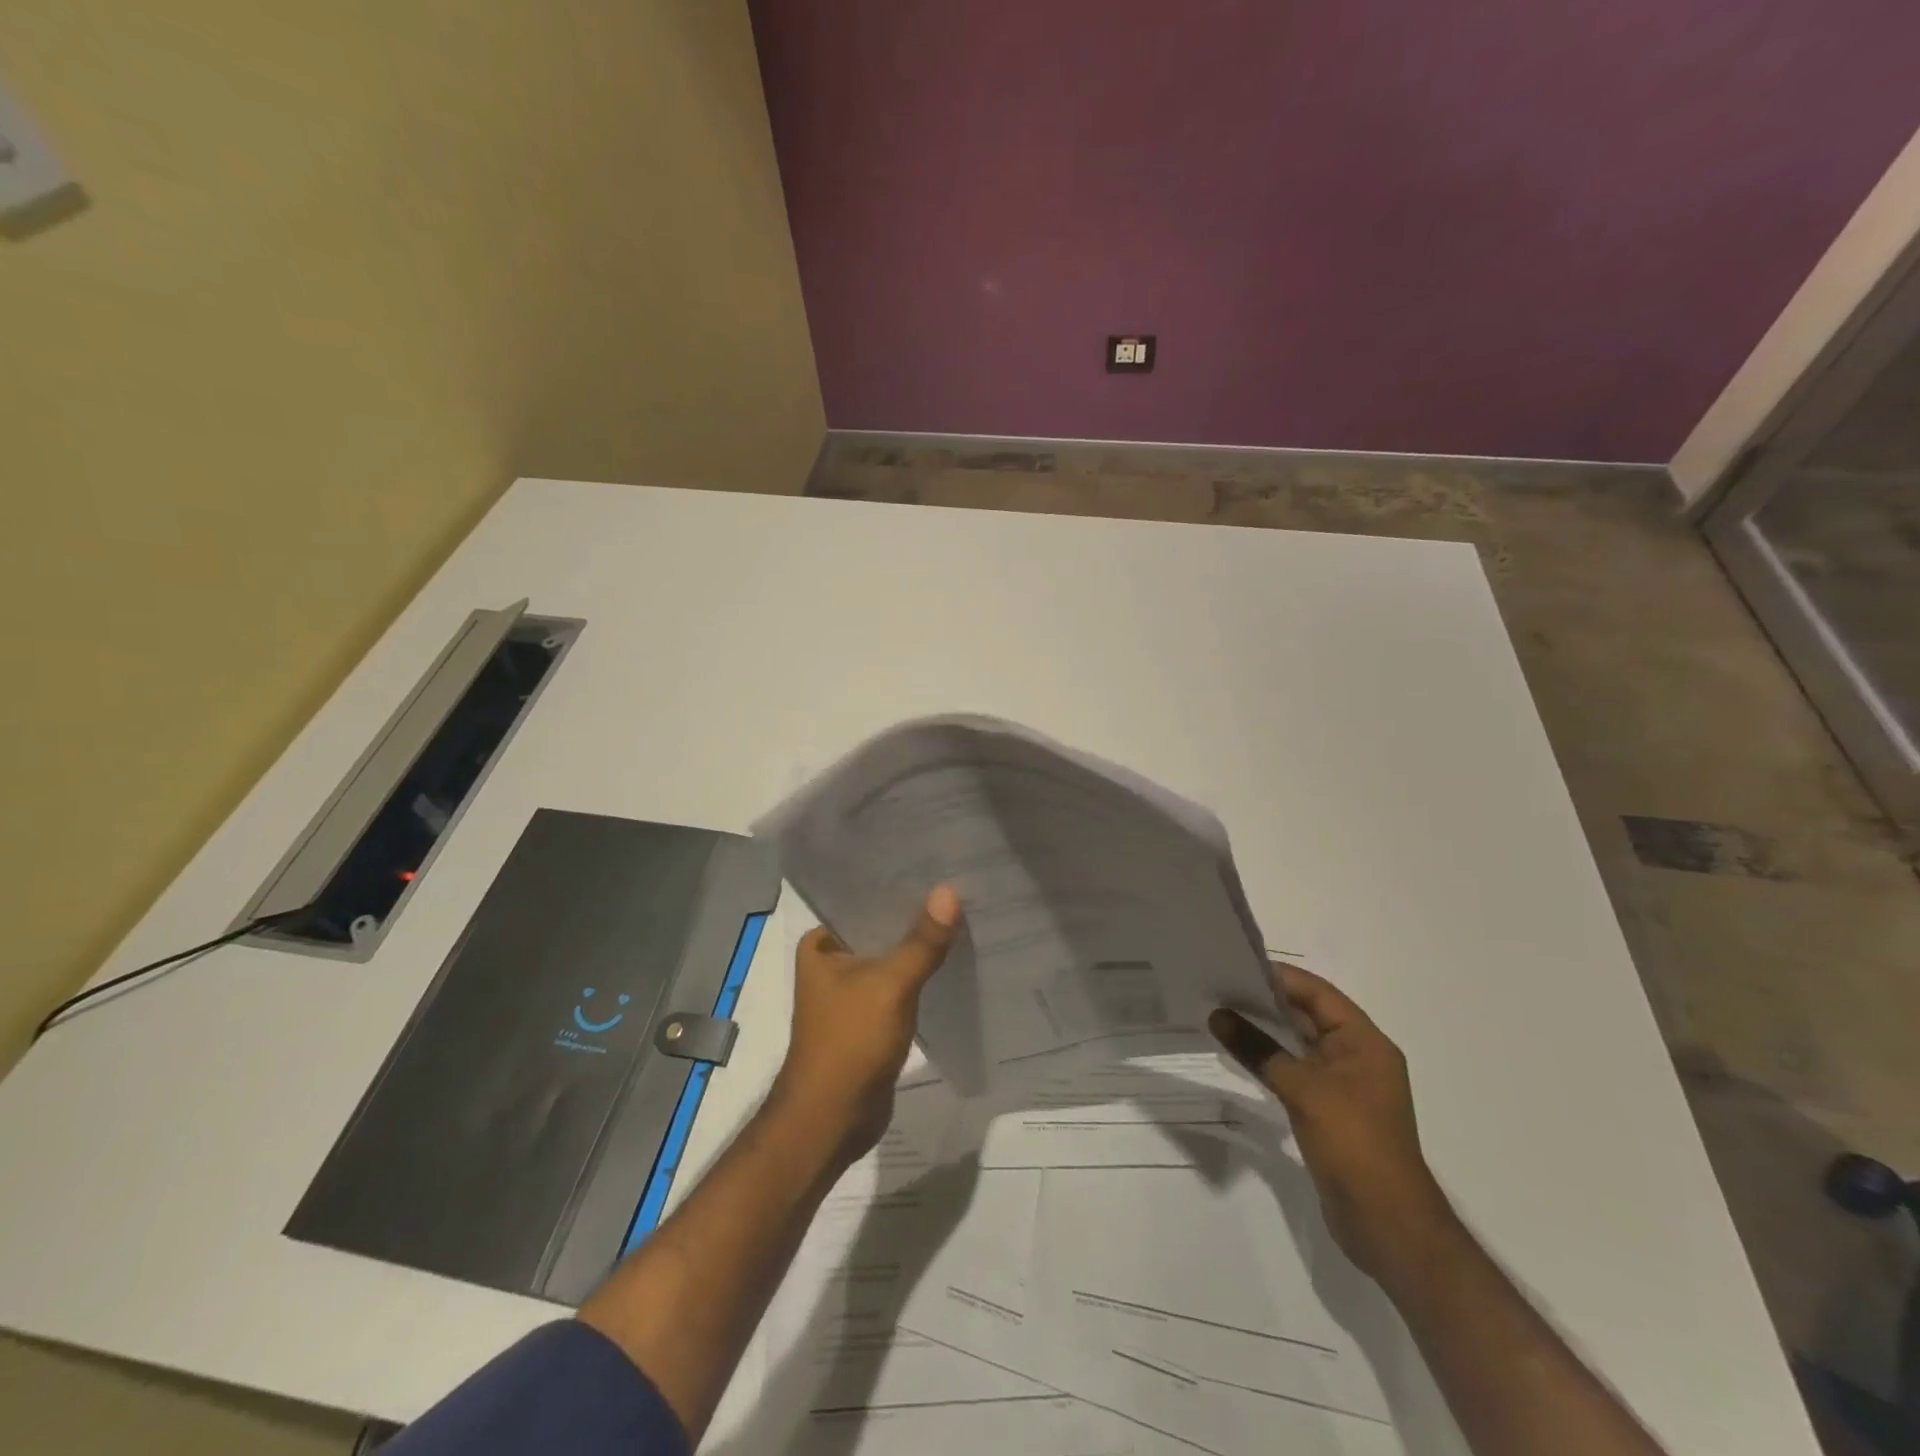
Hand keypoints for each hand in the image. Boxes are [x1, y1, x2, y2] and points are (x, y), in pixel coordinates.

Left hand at [770, 886, 960, 1170]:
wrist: (832, 1121)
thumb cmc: (849, 1043)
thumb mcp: (891, 985)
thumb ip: (922, 941)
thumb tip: (950, 891)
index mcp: (821, 944)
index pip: (864, 901)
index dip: (900, 887)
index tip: (939, 868)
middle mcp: (832, 963)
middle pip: (881, 930)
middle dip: (916, 917)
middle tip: (960, 892)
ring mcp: (850, 992)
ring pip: (892, 959)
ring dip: (920, 948)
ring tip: (963, 919)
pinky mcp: (869, 1019)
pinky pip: (900, 986)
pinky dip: (921, 977)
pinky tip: (953, 962)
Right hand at [1209, 962, 1459, 1284]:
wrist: (1388, 1225)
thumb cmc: (1354, 1144)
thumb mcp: (1303, 1090)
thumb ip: (1259, 1049)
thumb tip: (1218, 1016)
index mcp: (1365, 1043)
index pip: (1319, 994)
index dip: (1281, 977)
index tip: (1237, 965)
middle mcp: (1358, 1057)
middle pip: (1309, 1016)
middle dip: (1267, 1001)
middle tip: (1220, 987)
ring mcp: (1344, 1086)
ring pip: (1299, 1044)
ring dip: (1265, 1030)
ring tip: (1222, 1014)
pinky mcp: (1330, 1111)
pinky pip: (1296, 1071)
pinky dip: (1270, 1059)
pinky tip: (1240, 1054)